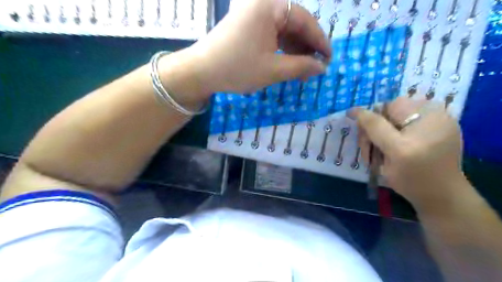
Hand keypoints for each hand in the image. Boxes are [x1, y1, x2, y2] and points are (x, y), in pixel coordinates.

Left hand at [188, 0, 329, 94]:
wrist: (201, 72)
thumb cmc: (237, 69)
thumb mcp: (273, 70)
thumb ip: (301, 67)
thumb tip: (322, 67)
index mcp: (270, 6)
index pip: (305, 21)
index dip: (320, 41)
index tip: (329, 59)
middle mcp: (263, 3)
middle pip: (295, 24)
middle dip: (306, 48)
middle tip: (314, 69)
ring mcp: (254, 13)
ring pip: (284, 30)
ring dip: (295, 50)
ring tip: (302, 71)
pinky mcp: (248, 24)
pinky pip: (272, 34)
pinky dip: (281, 49)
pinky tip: (287, 63)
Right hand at [350, 98, 466, 210]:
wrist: (440, 198)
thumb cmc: (416, 177)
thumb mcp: (393, 150)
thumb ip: (374, 127)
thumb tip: (354, 110)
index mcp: (427, 114)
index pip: (386, 106)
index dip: (370, 122)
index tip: (365, 143)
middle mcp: (431, 113)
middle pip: (388, 114)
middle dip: (374, 133)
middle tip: (369, 153)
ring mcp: (431, 123)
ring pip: (390, 122)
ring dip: (379, 139)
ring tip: (378, 157)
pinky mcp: (430, 132)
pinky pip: (399, 128)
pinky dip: (389, 139)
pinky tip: (391, 153)